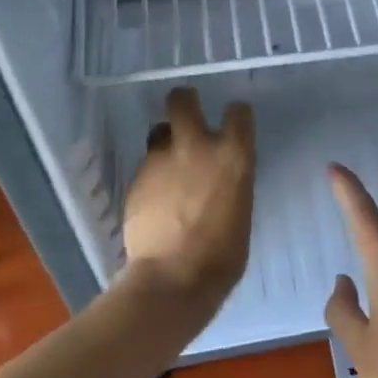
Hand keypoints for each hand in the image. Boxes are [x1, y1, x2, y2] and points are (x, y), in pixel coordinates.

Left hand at [122, 88, 255, 308]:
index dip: (236, 115)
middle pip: (182, 100)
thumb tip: (219, 180)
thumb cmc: (222, 255)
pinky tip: (155, 199)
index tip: (233, 122)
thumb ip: (230, 183)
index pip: (238, 112)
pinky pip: (146, 165)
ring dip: (166, 142)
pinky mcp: (136, 178)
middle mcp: (197, 146)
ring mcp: (162, 160)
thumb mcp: (240, 210)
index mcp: (233, 155)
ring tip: (168, 165)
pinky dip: (152, 175)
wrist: (174, 278)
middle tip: (186, 113)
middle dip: (184, 101)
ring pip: (159, 131)